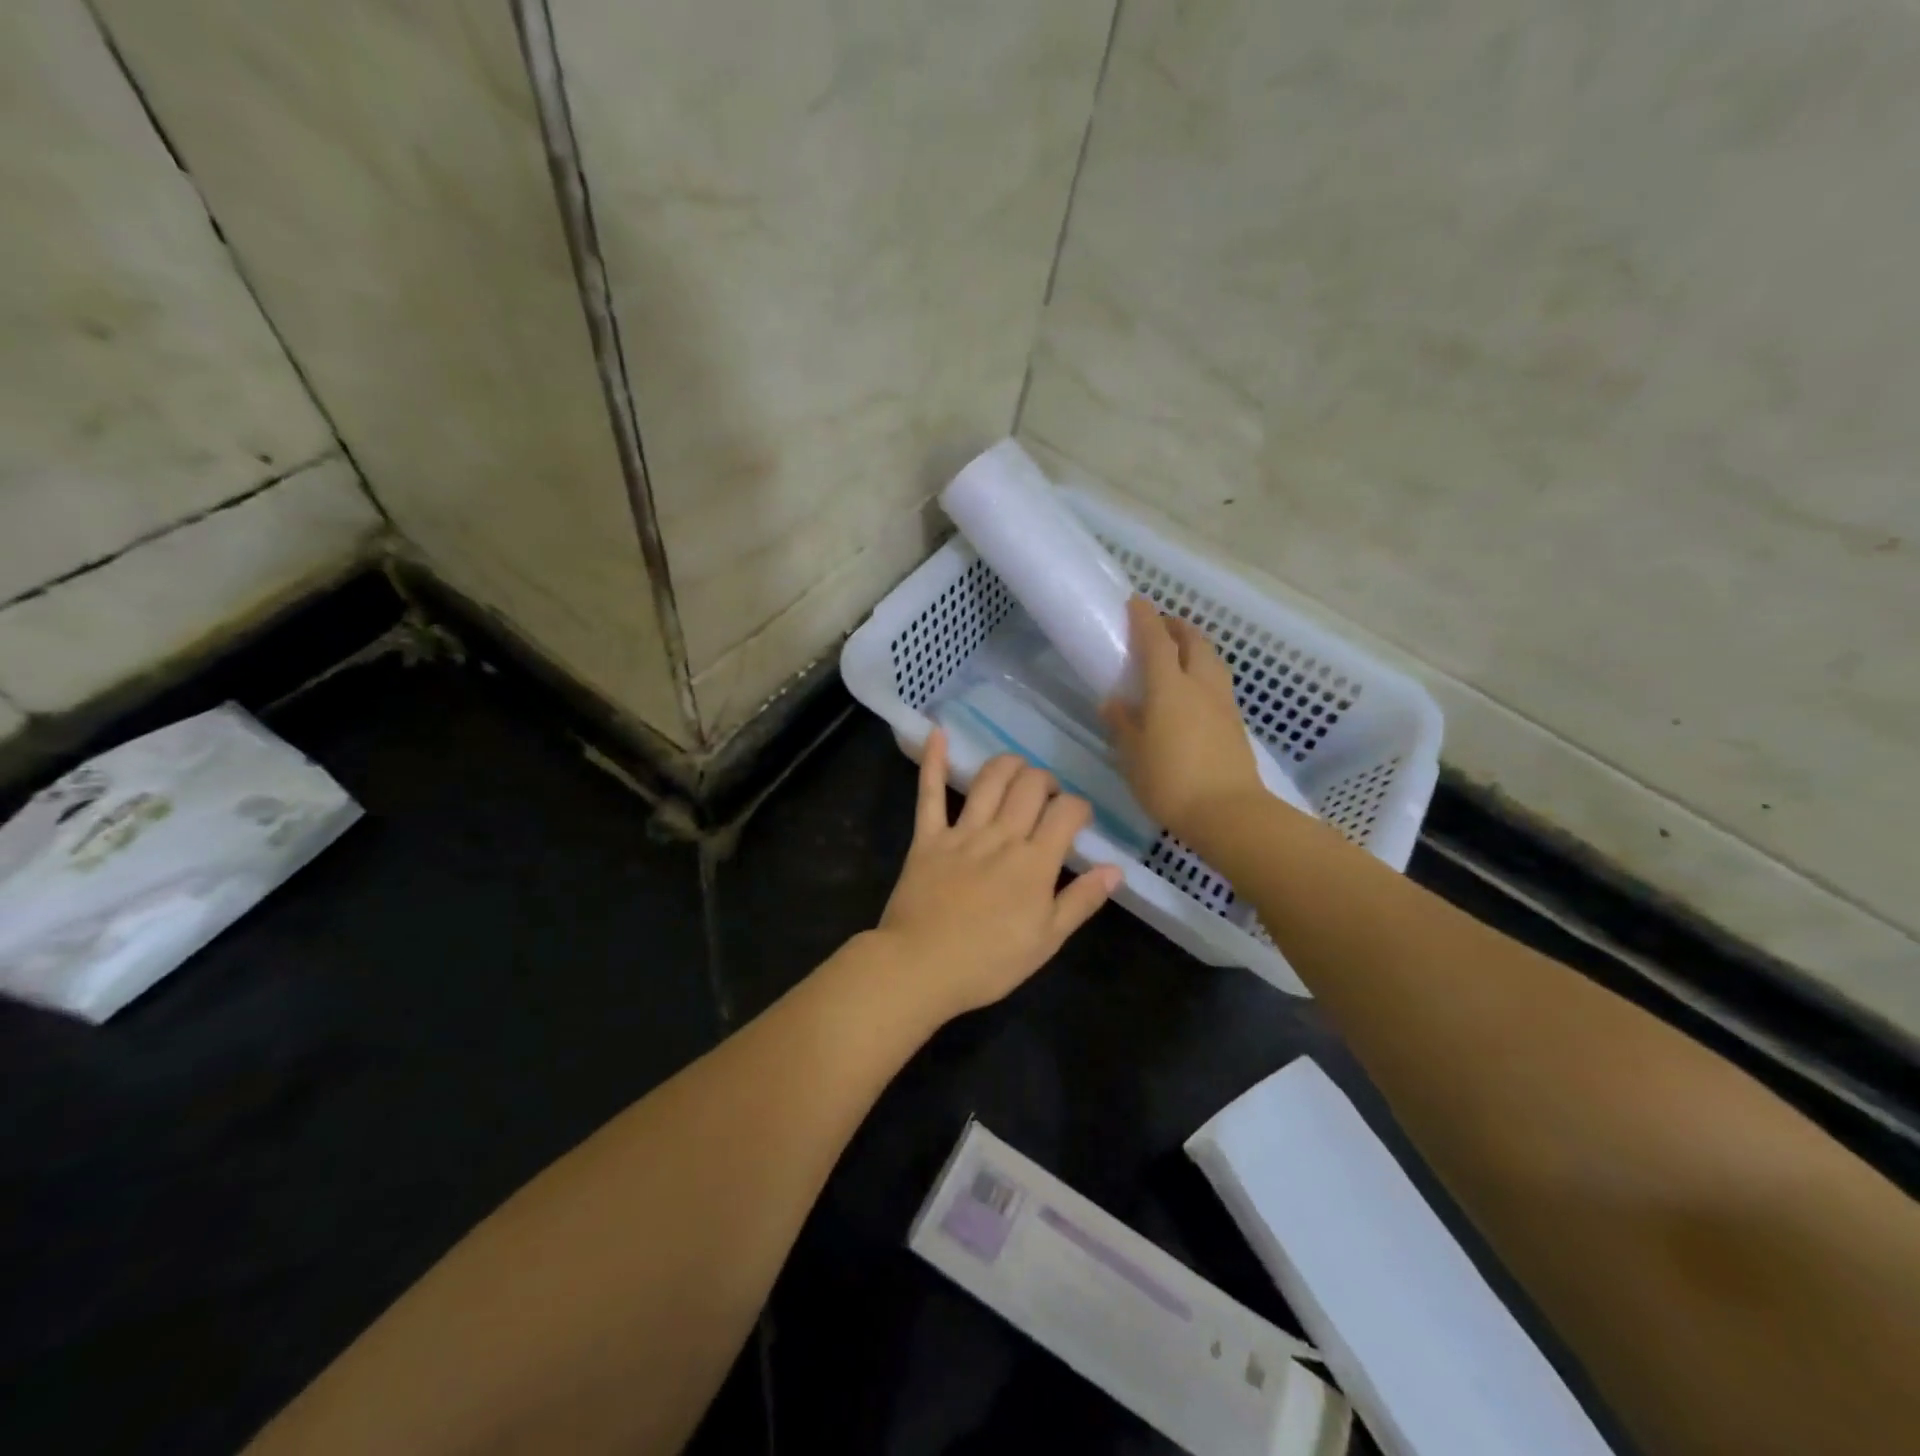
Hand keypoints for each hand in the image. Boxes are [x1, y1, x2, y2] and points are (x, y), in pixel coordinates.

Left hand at [875, 729, 1121, 1021]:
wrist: (920, 968)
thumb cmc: (988, 963)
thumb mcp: (1046, 941)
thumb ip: (1081, 901)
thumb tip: (1115, 869)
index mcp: (1035, 862)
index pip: (1066, 812)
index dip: (1079, 807)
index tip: (1080, 819)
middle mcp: (1001, 836)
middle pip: (1030, 786)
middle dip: (1046, 781)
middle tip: (1047, 798)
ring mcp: (962, 833)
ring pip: (989, 780)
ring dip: (1008, 765)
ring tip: (1017, 771)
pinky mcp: (928, 838)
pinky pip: (930, 794)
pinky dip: (934, 762)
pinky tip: (938, 733)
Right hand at [1102, 596, 1262, 841]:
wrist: (1228, 813)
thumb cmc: (1170, 781)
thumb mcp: (1133, 755)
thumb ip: (1122, 724)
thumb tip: (1113, 702)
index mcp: (1169, 687)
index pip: (1156, 640)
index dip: (1145, 618)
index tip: (1135, 602)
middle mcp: (1200, 685)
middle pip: (1193, 641)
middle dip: (1176, 626)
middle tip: (1158, 627)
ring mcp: (1222, 703)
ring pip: (1211, 660)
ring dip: (1194, 647)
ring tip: (1178, 654)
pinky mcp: (1235, 722)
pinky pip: (1217, 682)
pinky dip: (1204, 672)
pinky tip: (1193, 691)